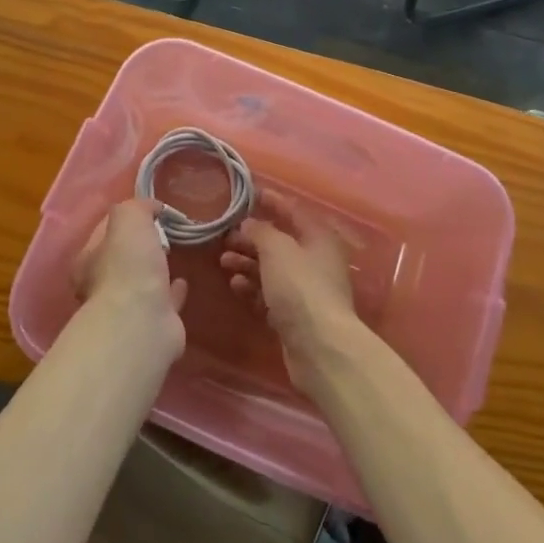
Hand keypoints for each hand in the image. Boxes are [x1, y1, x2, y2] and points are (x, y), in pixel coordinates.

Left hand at [73, 199, 187, 356]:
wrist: (142, 323)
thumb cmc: (128, 266)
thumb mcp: (128, 219)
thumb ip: (136, 206)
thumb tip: (152, 207)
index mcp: (88, 261)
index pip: (104, 231)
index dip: (125, 218)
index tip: (149, 210)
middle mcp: (101, 287)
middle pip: (122, 259)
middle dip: (140, 247)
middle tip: (163, 232)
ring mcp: (127, 309)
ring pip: (142, 282)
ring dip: (156, 270)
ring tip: (175, 254)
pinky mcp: (152, 326)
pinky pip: (164, 302)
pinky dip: (173, 292)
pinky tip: (183, 281)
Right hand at [221, 192, 361, 398]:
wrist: (320, 347)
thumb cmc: (300, 287)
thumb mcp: (278, 249)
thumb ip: (260, 231)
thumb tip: (249, 224)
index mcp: (319, 237)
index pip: (293, 211)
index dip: (272, 201)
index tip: (248, 195)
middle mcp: (315, 260)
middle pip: (280, 242)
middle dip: (252, 238)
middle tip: (225, 236)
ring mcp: (306, 290)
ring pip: (272, 269)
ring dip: (248, 263)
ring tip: (223, 261)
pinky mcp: (295, 316)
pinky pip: (270, 294)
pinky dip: (253, 288)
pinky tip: (235, 285)